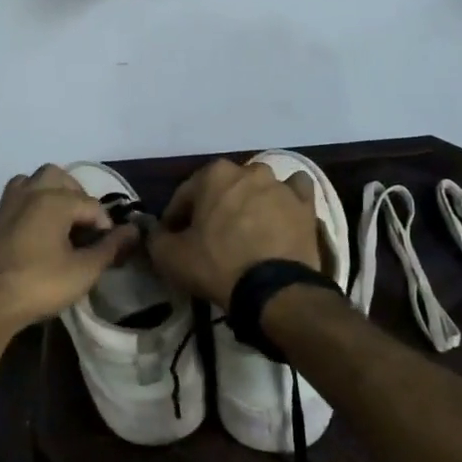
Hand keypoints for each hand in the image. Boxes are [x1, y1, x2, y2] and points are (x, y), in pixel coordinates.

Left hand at [0, 165, 138, 340]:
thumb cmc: (39, 285)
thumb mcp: (83, 271)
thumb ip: (109, 248)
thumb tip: (133, 231)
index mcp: (53, 200)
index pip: (91, 204)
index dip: (106, 226)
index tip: (109, 249)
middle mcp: (28, 194)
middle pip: (57, 177)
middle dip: (76, 195)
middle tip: (84, 225)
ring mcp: (5, 206)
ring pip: (30, 183)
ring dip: (48, 194)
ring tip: (59, 222)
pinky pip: (14, 201)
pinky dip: (29, 208)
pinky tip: (35, 236)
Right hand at [148, 158, 319, 307]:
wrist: (274, 290)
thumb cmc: (217, 265)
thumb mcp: (170, 256)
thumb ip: (156, 237)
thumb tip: (156, 231)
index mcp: (213, 174)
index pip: (184, 195)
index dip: (175, 219)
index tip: (174, 240)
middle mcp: (248, 170)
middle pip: (222, 189)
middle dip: (214, 208)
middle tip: (209, 237)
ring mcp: (280, 185)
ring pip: (258, 187)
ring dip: (249, 202)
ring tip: (246, 231)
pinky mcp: (306, 204)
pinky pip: (294, 193)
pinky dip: (286, 201)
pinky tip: (280, 217)